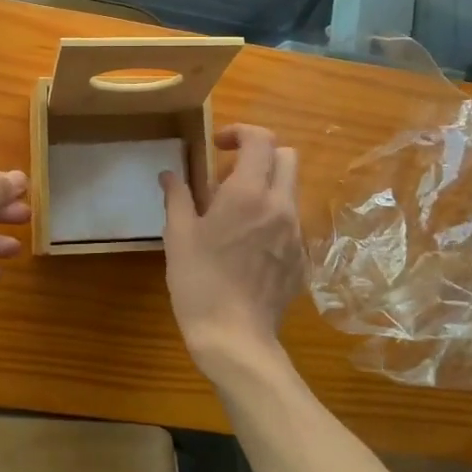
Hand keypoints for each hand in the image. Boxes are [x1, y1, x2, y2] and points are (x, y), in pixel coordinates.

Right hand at [160, 125, 304, 376]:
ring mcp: (296, 234)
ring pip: (291, 190)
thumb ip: (177, 197)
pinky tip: (249, 246)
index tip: (219, 146)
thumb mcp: (178, 235)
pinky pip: (292, 223)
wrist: (235, 338)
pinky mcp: (302, 259)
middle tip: (230, 174)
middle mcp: (280, 206)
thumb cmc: (199, 282)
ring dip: (267, 187)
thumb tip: (170, 174)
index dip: (240, 133)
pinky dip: (273, 219)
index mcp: (248, 193)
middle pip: (287, 157)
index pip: (261, 140)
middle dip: (261, 155)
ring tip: (236, 214)